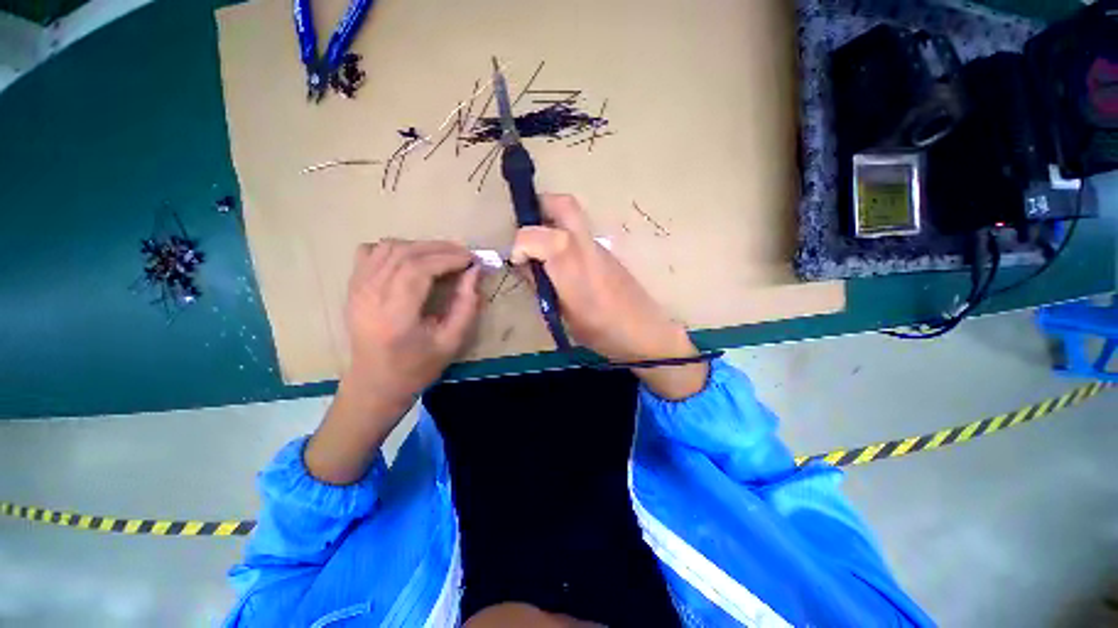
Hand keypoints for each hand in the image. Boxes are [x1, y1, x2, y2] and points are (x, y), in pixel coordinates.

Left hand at [306, 239, 479, 484]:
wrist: (375, 383)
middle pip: (404, 253)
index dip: (448, 258)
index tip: (471, 259)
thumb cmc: (417, 367)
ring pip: (388, 247)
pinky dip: (395, 249)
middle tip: (464, 254)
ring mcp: (357, 289)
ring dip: (420, 246)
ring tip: (443, 255)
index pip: (419, 269)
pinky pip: (371, 252)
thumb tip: (474, 272)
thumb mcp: (452, 342)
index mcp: (395, 315)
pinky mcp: (353, 287)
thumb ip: (466, 305)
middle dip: (439, 248)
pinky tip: (412, 259)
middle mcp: (370, 295)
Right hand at [511, 195, 706, 398]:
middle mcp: (585, 246)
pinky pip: (582, 233)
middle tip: (528, 225)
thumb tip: (528, 267)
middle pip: (564, 205)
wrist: (645, 332)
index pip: (534, 235)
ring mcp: (600, 247)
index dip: (518, 245)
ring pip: (574, 216)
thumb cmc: (601, 331)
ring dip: (553, 221)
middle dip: (541, 206)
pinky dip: (566, 235)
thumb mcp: (563, 314)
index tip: (517, 261)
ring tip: (542, 246)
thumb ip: (543, 286)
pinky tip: (563, 261)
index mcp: (570, 264)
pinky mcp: (608, 253)